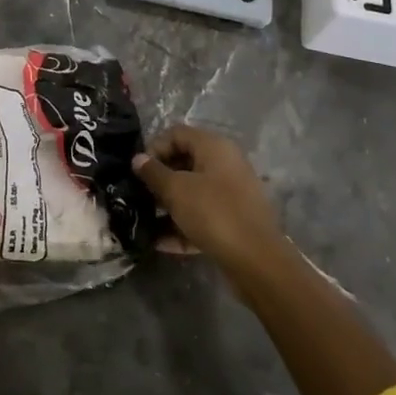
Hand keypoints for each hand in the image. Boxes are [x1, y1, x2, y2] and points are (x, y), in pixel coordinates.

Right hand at [132, 124, 286, 278]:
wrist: (257, 261)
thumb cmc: (213, 213)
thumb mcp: (176, 190)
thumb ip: (153, 173)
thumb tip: (138, 159)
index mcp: (214, 147)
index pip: (176, 133)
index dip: (154, 148)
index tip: (138, 170)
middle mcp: (225, 164)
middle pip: (184, 162)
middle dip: (160, 179)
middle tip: (140, 195)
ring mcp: (232, 193)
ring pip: (193, 192)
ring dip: (169, 205)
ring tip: (146, 220)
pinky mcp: (234, 220)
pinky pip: (203, 216)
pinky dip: (183, 225)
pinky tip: (161, 242)